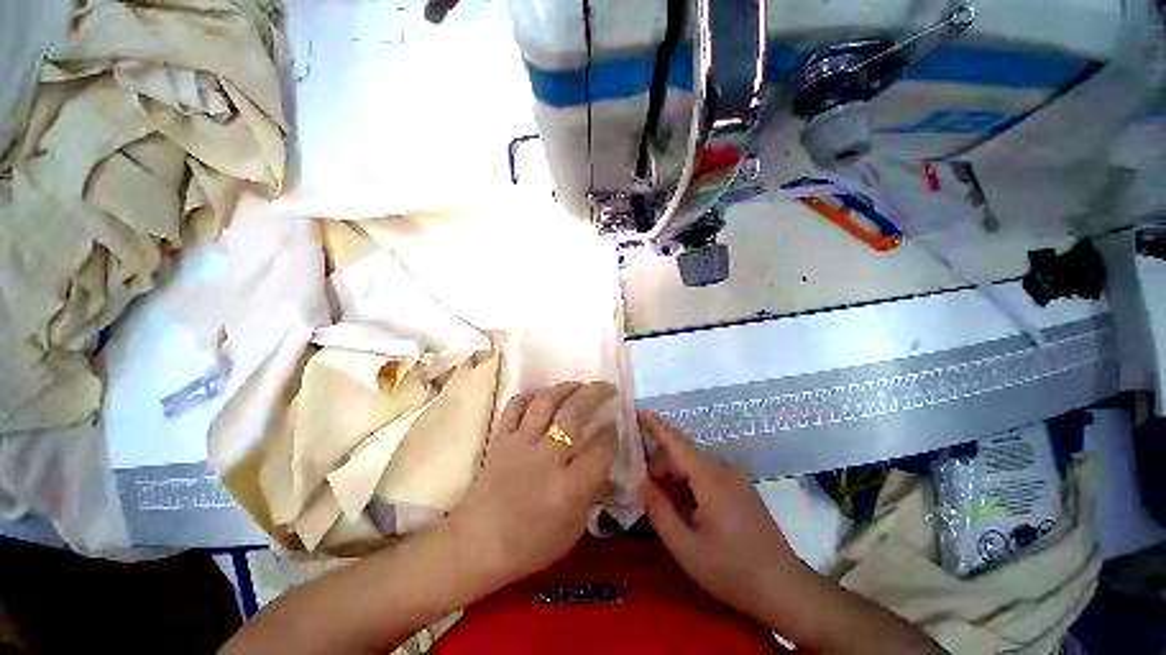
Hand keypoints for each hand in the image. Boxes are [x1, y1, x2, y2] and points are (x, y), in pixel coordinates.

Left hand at [445, 382, 617, 595]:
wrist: (476, 545)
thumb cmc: (529, 544)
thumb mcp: (573, 529)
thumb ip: (592, 491)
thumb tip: (604, 459)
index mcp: (569, 487)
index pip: (600, 449)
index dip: (612, 433)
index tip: (615, 424)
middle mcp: (547, 458)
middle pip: (575, 413)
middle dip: (595, 394)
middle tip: (607, 386)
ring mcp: (521, 444)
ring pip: (547, 402)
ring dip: (566, 388)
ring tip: (578, 384)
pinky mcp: (501, 438)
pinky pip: (515, 407)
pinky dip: (529, 397)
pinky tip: (540, 395)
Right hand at [639, 411, 811, 622]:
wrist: (784, 588)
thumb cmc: (731, 570)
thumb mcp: (685, 547)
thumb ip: (658, 510)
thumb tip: (640, 481)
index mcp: (710, 477)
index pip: (675, 441)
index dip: (654, 425)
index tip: (636, 412)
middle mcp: (724, 468)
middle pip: (682, 454)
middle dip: (660, 467)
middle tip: (648, 494)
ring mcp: (736, 476)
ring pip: (694, 464)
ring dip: (675, 478)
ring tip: (667, 507)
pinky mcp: (742, 486)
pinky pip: (707, 474)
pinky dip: (690, 484)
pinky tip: (688, 510)